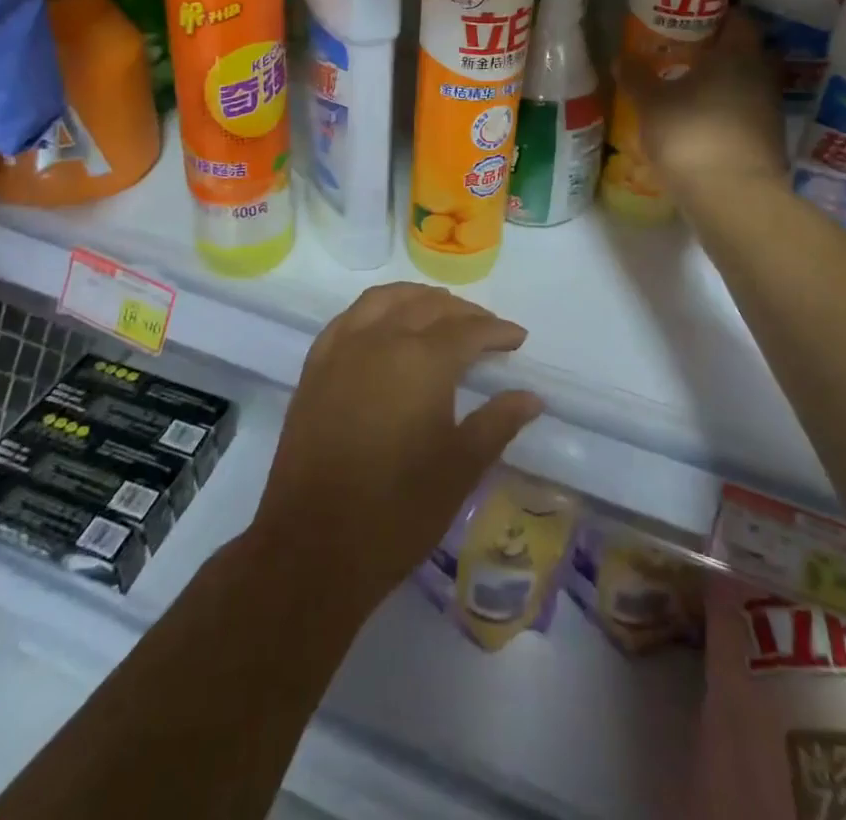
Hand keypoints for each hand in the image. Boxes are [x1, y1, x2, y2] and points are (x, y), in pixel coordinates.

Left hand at [249, 283, 543, 605]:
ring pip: (386, 300)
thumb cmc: (398, 511)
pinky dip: (376, 310)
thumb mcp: (460, 468)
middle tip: (486, 330)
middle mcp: (381, 339)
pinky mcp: (315, 366)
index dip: (498, 331)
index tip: (518, 339)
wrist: (313, 546)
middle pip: (428, 306)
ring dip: (418, 299)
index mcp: (422, 360)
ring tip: (440, 312)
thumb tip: (531, 396)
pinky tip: (385, 325)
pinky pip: (349, 318)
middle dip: (463, 313)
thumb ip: (498, 422)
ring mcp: (342, 349)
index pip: (469, 330)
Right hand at [617, 12, 789, 198]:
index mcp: (738, 53)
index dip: (714, 16)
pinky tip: (701, 123)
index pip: (737, 18)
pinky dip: (726, 113)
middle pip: (744, 52)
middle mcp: (762, 74)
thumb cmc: (690, 135)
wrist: (732, 197)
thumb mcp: (651, 104)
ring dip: (723, 85)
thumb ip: (637, 77)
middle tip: (683, 55)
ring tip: (687, 90)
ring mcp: (770, 109)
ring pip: (746, 84)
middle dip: (717, 52)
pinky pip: (746, 114)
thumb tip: (620, 57)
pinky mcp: (770, 141)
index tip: (688, 22)